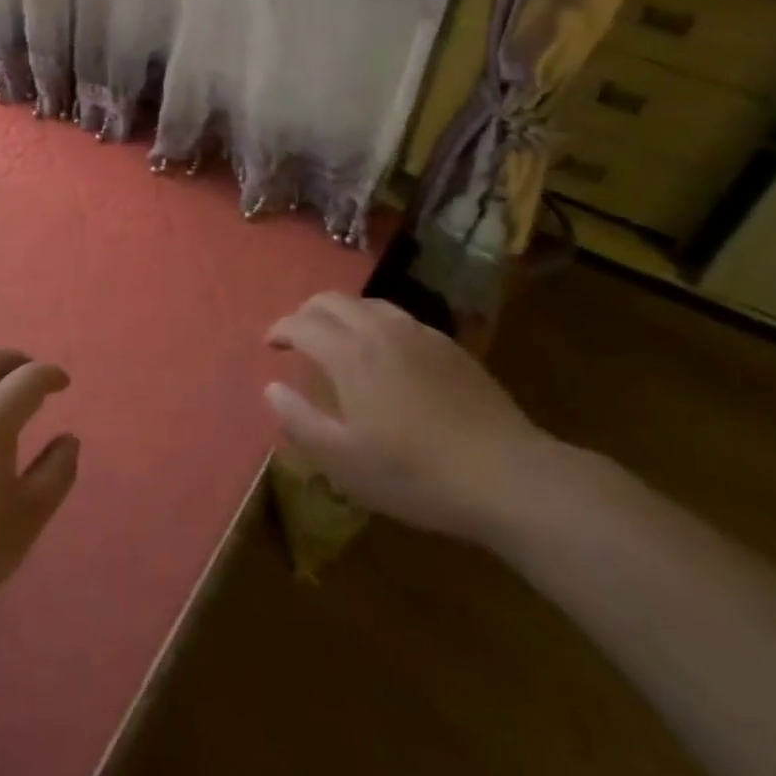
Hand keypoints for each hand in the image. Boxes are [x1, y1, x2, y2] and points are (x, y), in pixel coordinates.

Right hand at [265, 292, 553, 542]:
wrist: (506, 475)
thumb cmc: (415, 473)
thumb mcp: (345, 461)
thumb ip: (300, 421)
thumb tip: (271, 389)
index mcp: (349, 353)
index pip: (302, 324)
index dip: (280, 329)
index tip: (269, 344)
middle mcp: (380, 330)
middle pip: (332, 301)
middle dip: (307, 313)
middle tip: (298, 336)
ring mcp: (419, 333)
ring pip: (368, 304)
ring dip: (342, 314)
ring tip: (339, 340)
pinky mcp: (449, 345)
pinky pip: (399, 319)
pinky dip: (376, 324)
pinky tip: (387, 354)